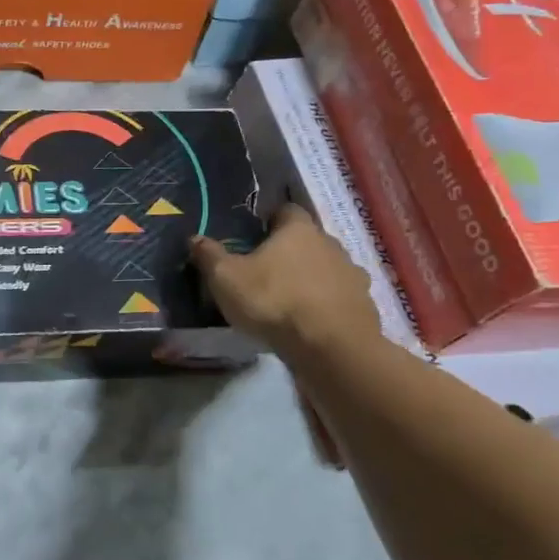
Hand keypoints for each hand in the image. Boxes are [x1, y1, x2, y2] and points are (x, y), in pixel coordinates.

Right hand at [189, 206, 384, 361]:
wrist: (332, 349)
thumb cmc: (274, 302)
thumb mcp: (226, 279)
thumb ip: (209, 256)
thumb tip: (194, 238)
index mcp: (298, 230)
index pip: (286, 210)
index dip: (269, 220)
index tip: (253, 236)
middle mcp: (331, 244)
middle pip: (307, 240)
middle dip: (289, 252)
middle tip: (264, 271)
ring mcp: (352, 276)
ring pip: (326, 269)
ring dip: (310, 279)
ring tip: (287, 300)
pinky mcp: (364, 306)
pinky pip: (339, 298)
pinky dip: (325, 305)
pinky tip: (309, 322)